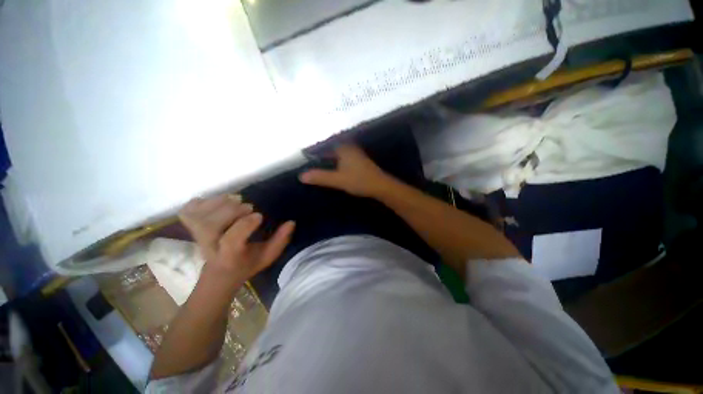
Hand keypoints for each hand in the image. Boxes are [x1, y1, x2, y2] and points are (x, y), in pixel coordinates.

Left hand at [179, 195, 294, 285]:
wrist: (219, 273)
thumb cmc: (246, 264)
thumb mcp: (267, 256)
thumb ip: (280, 240)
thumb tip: (291, 222)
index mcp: (231, 256)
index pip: (231, 241)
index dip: (245, 225)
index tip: (260, 215)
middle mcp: (210, 247)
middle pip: (209, 227)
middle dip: (231, 211)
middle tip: (248, 206)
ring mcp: (197, 237)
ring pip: (197, 217)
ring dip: (218, 203)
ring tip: (235, 199)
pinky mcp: (191, 229)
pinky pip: (188, 211)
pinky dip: (201, 202)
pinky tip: (216, 202)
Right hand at [299, 144, 392, 197]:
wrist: (380, 186)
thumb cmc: (359, 180)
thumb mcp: (338, 179)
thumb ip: (320, 177)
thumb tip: (301, 176)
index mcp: (343, 147)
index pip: (324, 144)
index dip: (313, 150)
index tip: (303, 154)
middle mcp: (349, 147)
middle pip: (330, 147)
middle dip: (319, 153)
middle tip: (307, 159)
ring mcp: (354, 153)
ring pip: (336, 153)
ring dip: (327, 157)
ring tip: (315, 162)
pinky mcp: (358, 160)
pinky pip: (342, 157)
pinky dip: (335, 161)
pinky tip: (331, 167)